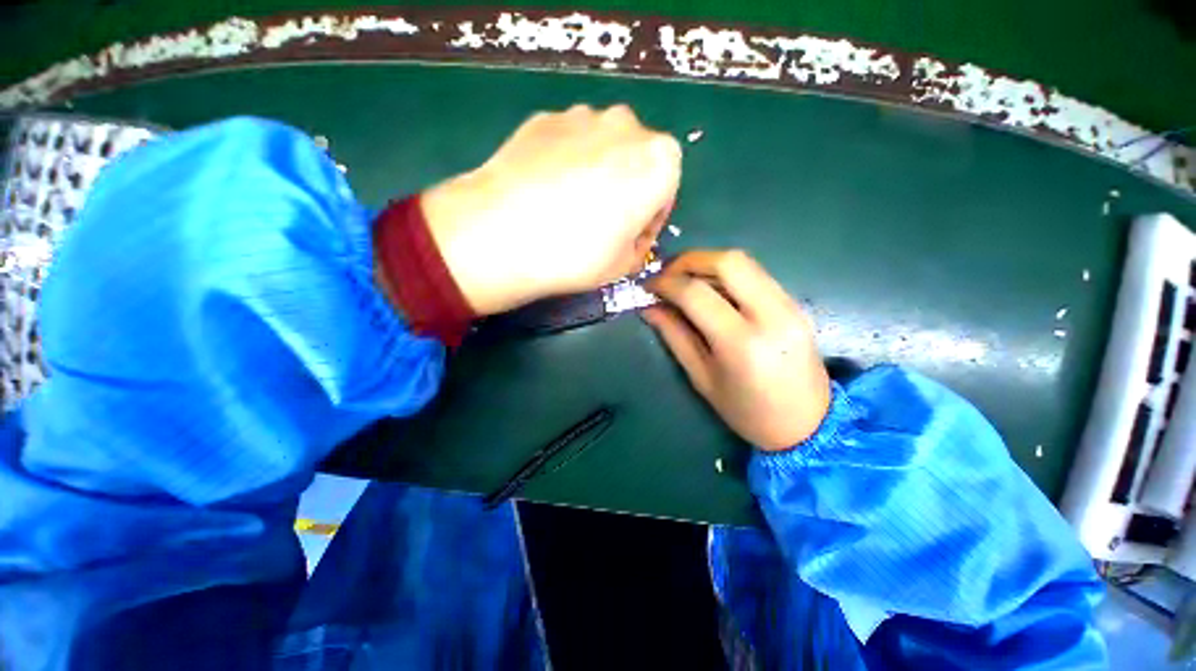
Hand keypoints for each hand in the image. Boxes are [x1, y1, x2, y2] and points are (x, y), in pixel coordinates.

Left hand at [421, 104, 681, 314]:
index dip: (649, 219)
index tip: (629, 238)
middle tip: (602, 221)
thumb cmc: (577, 254)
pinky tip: (545, 191)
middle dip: (627, 189)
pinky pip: (568, 143)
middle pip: (636, 162)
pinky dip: (565, 163)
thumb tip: (630, 235)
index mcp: (659, 161)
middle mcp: (627, 126)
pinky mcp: (543, 118)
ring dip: (597, 172)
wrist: (502, 233)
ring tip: (569, 206)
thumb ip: (639, 245)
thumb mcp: (624, 265)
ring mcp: (581, 116)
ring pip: (602, 148)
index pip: (666, 192)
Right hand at [643, 250, 830, 450]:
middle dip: (690, 260)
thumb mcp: (702, 378)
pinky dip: (727, 275)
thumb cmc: (747, 412)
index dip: (667, 283)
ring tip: (685, 281)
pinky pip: (756, 274)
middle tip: (668, 274)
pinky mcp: (795, 304)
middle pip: (728, 262)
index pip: (697, 293)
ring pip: (744, 262)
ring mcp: (789, 305)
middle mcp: (770, 315)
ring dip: (708, 264)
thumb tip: (650, 307)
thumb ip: (675, 336)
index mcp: (741, 343)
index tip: (649, 286)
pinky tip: (712, 290)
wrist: (808, 424)